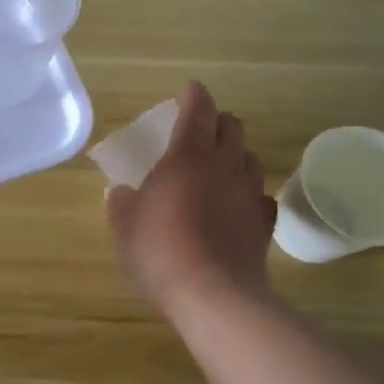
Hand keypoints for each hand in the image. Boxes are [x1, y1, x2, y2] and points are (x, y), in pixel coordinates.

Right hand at [107, 81, 276, 313]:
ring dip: (237, 152)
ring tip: (223, 162)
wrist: (214, 295)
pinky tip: (239, 202)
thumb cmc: (160, 250)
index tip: (190, 88)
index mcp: (188, 157)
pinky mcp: (263, 224)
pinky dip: (250, 191)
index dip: (194, 96)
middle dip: (218, 120)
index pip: (198, 111)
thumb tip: (120, 192)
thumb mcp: (124, 225)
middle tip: (203, 126)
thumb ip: (121, 203)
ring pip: (251, 158)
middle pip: (232, 128)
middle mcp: (224, 166)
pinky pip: (261, 196)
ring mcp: (248, 194)